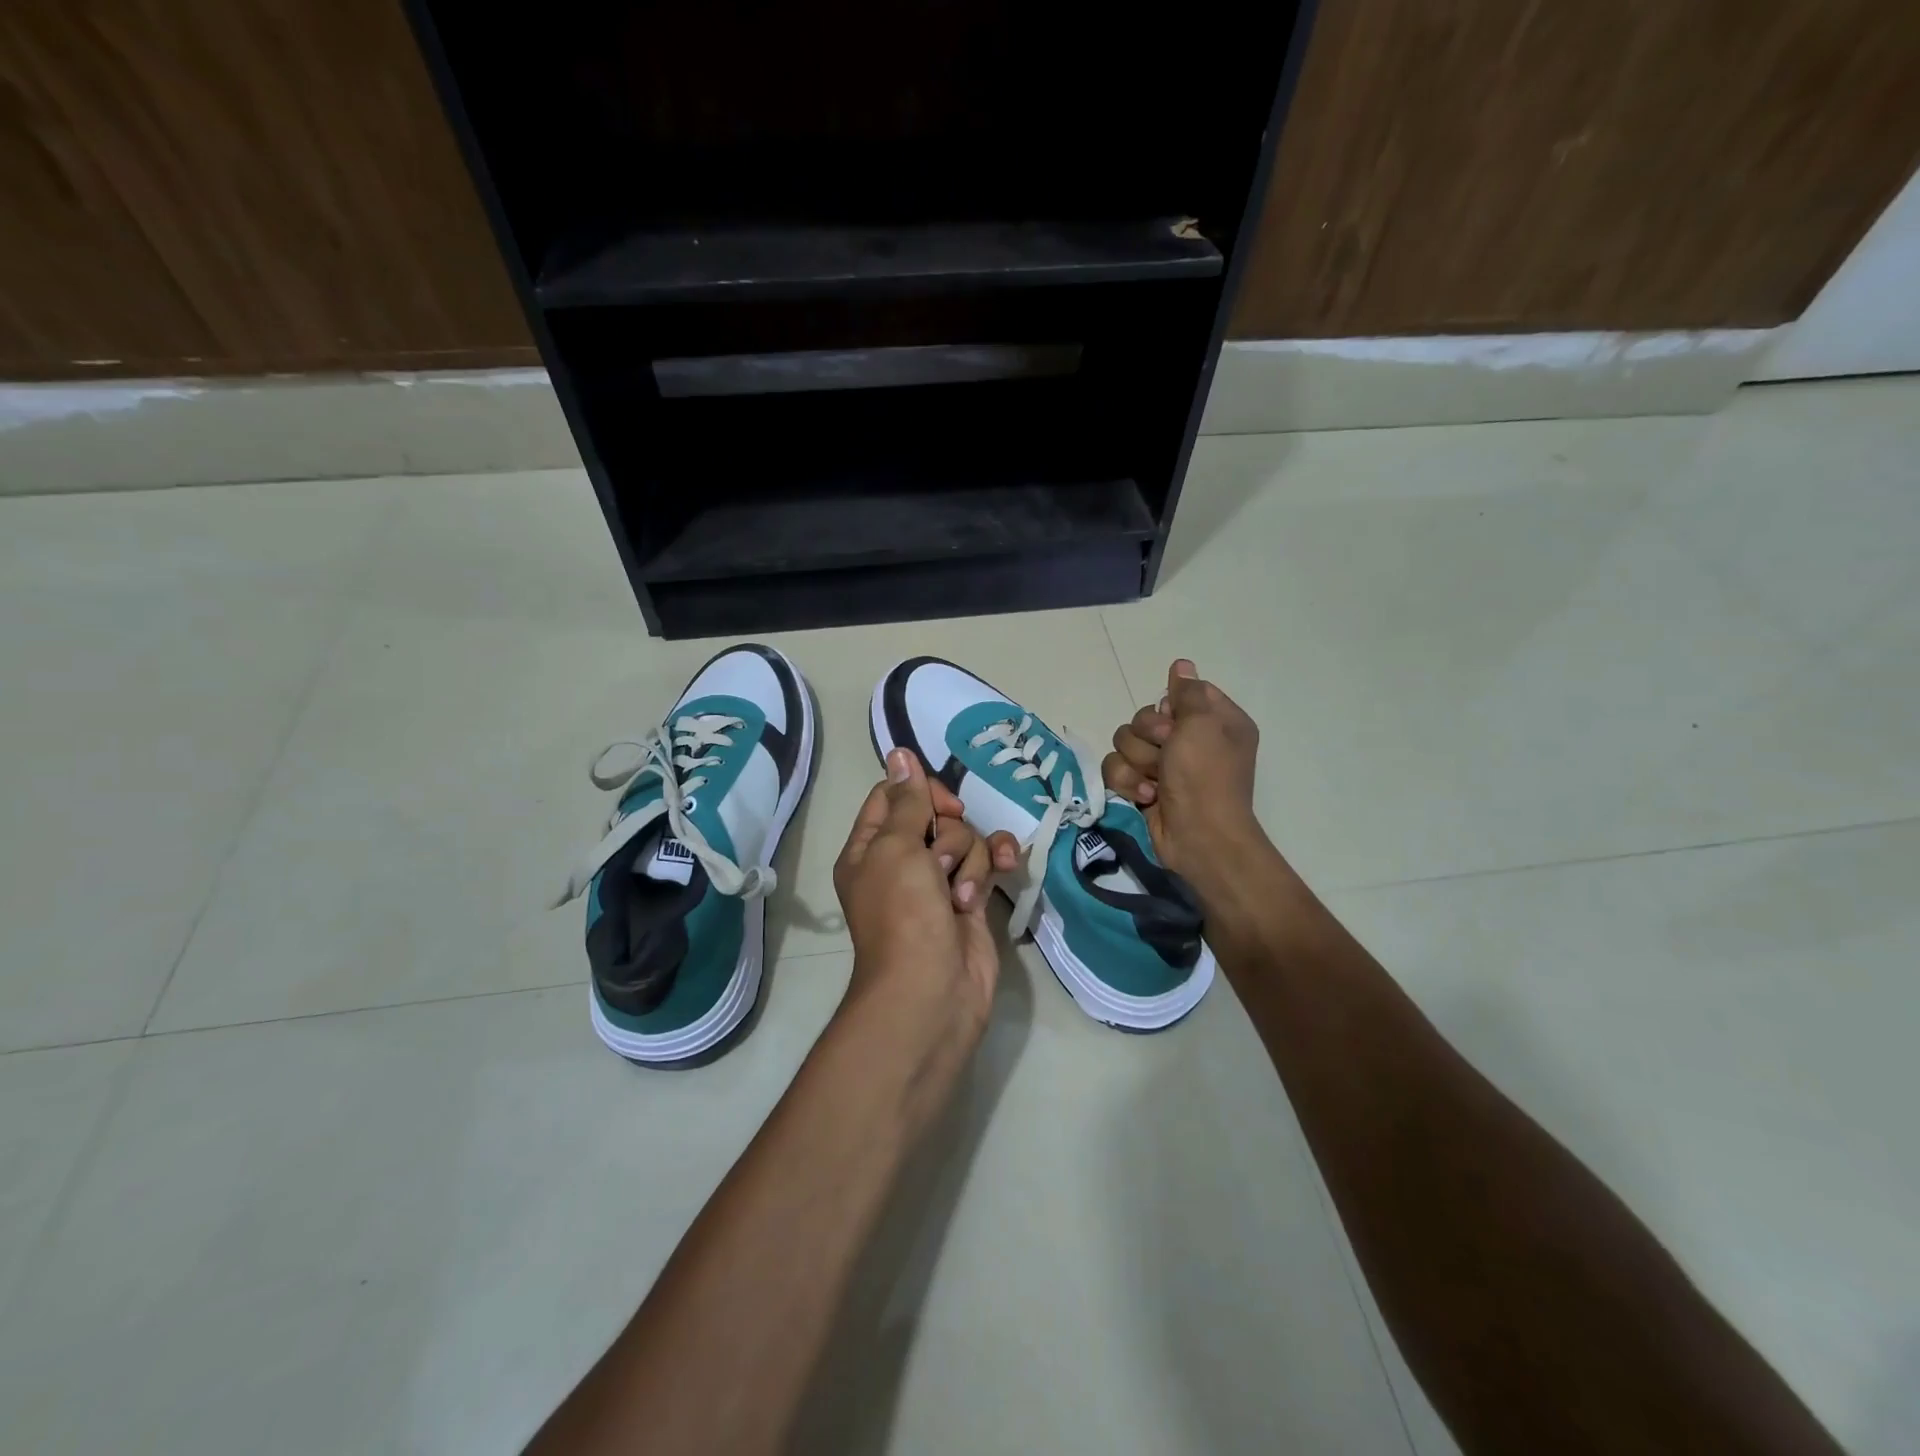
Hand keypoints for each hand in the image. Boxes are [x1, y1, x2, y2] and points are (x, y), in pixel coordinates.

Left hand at [833, 747, 1019, 1049]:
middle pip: (935, 816)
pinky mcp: (969, 901)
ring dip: (970, 860)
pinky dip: (996, 866)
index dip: (920, 792)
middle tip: (940, 863)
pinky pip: (986, 864)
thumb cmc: (903, 913)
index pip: (892, 796)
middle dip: (948, 834)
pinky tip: (1010, 869)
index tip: (941, 805)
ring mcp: (936, 883)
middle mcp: (901, 862)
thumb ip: (906, 800)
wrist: (932, 990)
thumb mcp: (896, 848)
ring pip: (965, 840)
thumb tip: (899, 752)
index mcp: (869, 849)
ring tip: (960, 895)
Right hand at [1101, 659, 1268, 881]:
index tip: (1175, 721)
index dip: (1169, 707)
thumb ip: (1188, 692)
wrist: (1198, 836)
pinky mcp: (1143, 787)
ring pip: (1125, 743)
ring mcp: (1165, 766)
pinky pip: (1117, 769)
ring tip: (1155, 783)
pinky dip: (1128, 783)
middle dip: (1148, 737)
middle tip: (1166, 755)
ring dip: (1137, 763)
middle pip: (1144, 718)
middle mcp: (1190, 741)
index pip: (1179, 694)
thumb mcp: (1203, 724)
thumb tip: (1181, 665)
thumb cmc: (1206, 776)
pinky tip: (1146, 798)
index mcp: (1215, 722)